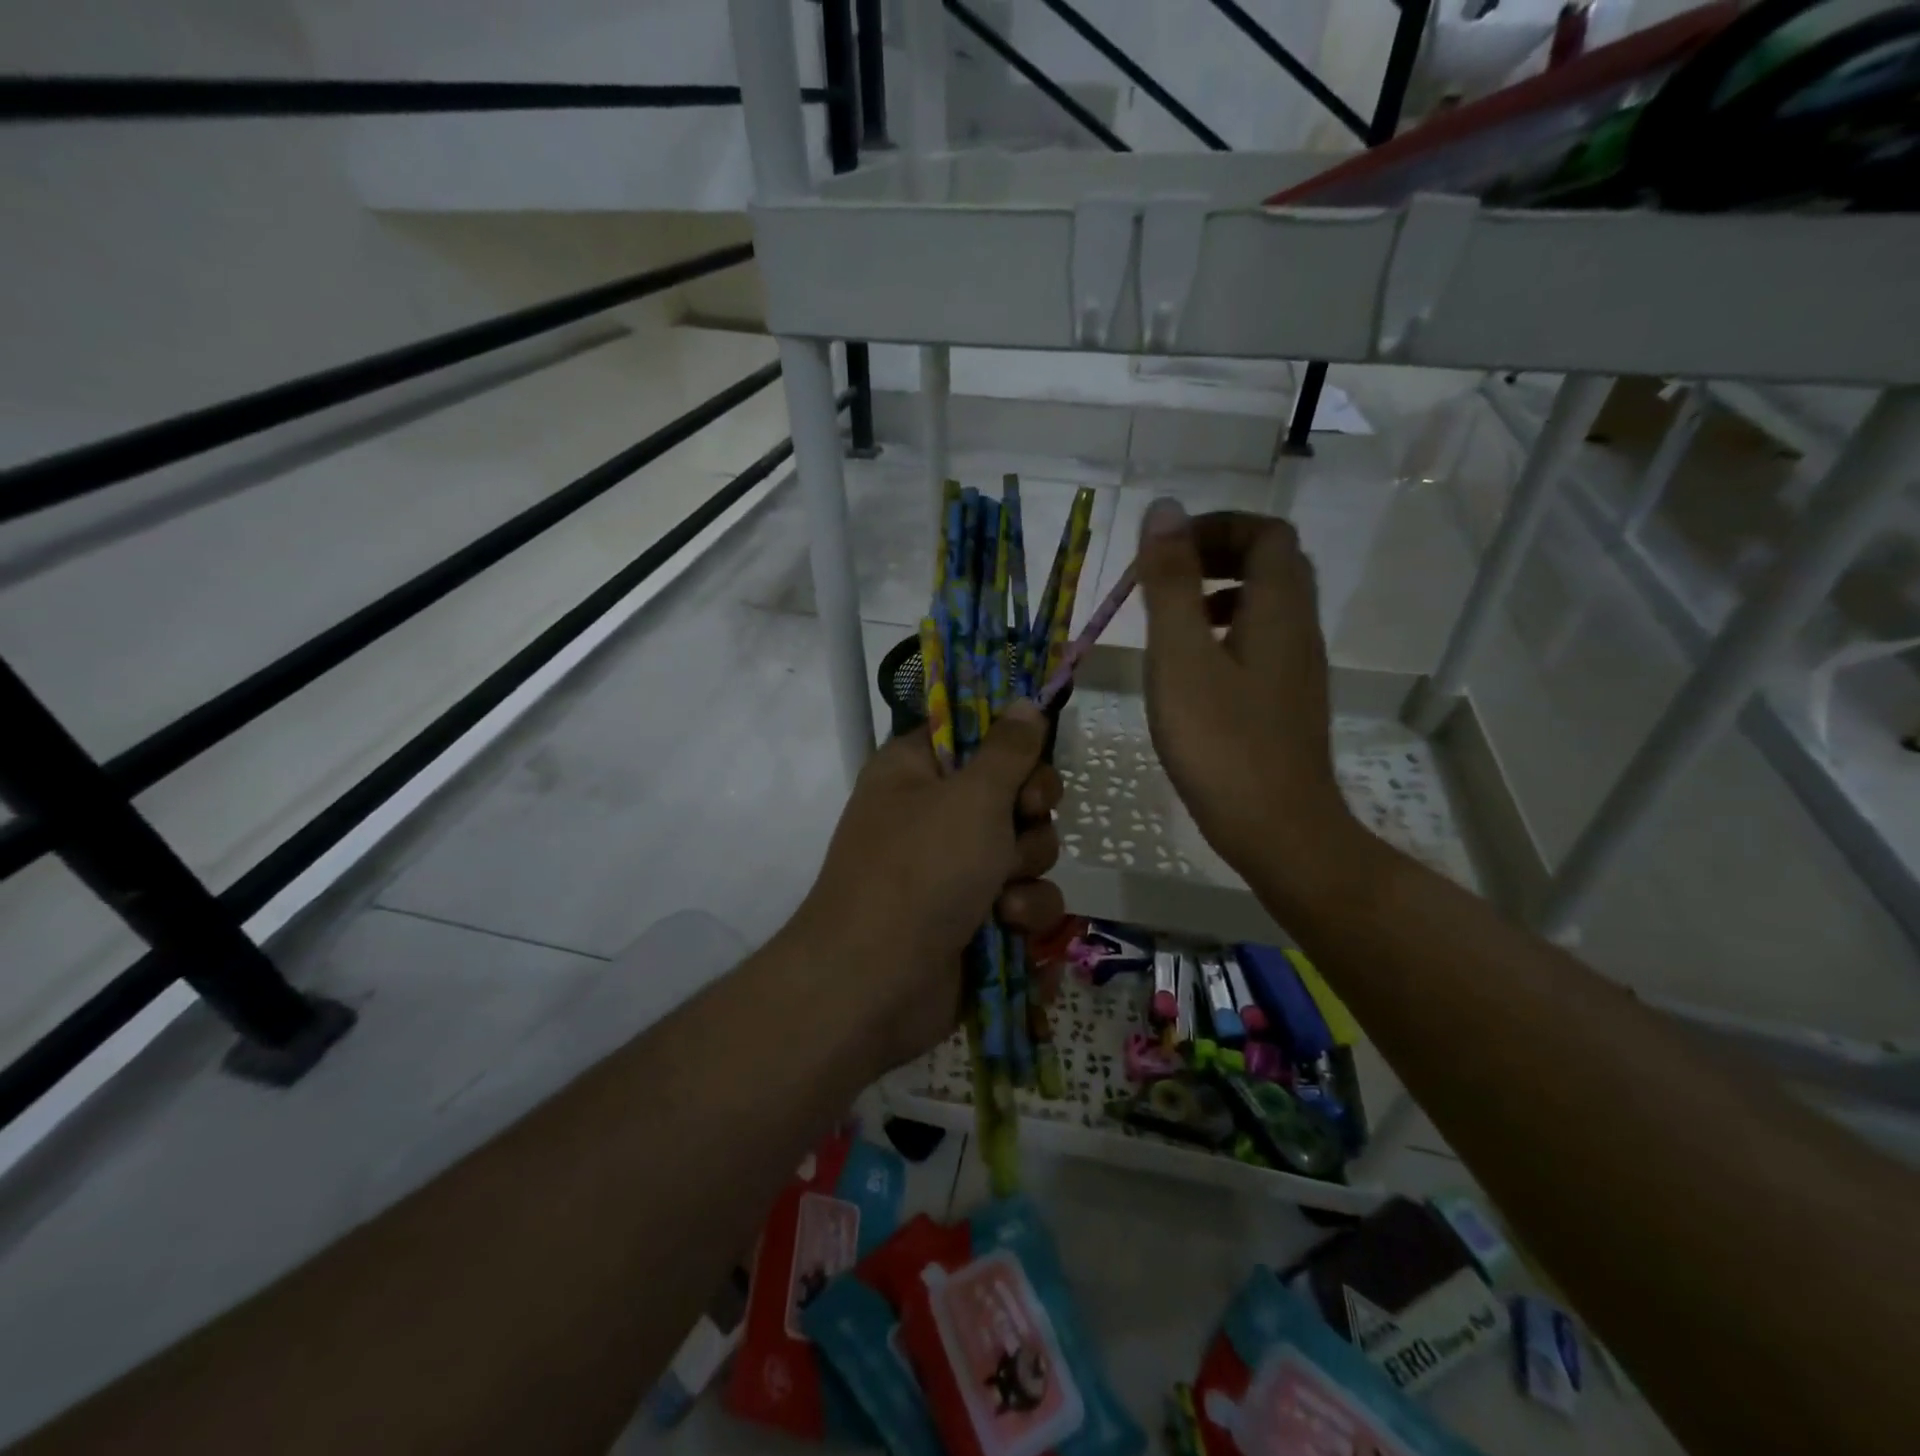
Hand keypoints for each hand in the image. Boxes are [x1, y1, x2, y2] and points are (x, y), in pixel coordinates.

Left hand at [797, 702, 1064, 1070]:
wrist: (874, 984)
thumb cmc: (919, 872)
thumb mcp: (971, 798)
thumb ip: (1008, 750)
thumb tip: (1026, 703)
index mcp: (916, 771)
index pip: (974, 734)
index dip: (1011, 744)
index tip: (1032, 758)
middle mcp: (934, 815)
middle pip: (1013, 794)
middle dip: (1029, 817)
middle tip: (1022, 822)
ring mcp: (954, 870)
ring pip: (1026, 851)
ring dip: (1027, 873)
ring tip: (1002, 897)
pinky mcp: (974, 919)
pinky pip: (1024, 901)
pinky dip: (1024, 915)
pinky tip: (1009, 929)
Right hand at [1134, 500, 1355, 903]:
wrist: (1278, 830)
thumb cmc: (1221, 742)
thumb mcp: (1180, 656)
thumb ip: (1171, 583)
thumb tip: (1164, 509)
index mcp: (1278, 608)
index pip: (1265, 533)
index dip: (1217, 526)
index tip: (1166, 549)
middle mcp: (1298, 628)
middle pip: (1272, 563)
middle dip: (1216, 555)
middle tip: (1165, 576)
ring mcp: (1297, 668)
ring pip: (1266, 605)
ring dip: (1219, 593)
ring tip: (1171, 619)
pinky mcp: (1286, 702)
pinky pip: (1261, 641)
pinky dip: (1224, 632)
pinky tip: (1190, 669)